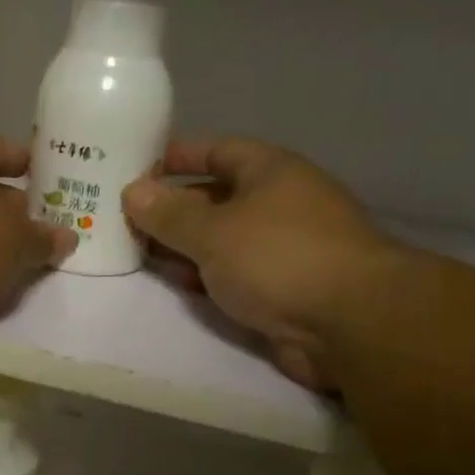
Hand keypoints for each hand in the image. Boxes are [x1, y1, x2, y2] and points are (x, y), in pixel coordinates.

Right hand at [122, 138, 400, 389]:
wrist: (350, 324)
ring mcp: (284, 249)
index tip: (137, 167)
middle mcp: (280, 204)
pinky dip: (205, 276)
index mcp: (271, 172)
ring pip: (223, 240)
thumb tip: (132, 192)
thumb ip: (169, 214)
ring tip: (138, 251)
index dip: (178, 156)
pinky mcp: (284, 289)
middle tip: (125, 217)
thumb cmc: (279, 257)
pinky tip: (176, 282)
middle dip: (173, 208)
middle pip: (217, 197)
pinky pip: (234, 274)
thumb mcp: (213, 231)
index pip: (218, 151)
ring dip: (185, 246)